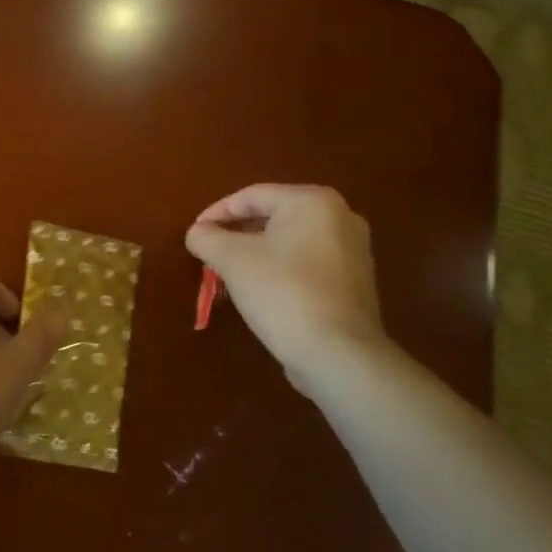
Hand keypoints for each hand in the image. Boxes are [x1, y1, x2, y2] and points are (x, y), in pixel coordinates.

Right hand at [186, 185, 390, 395]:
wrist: (337, 354)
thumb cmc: (282, 292)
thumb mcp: (231, 259)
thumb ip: (206, 237)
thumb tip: (198, 232)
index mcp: (313, 201)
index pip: (252, 196)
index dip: (216, 213)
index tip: (195, 233)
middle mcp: (341, 217)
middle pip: (273, 217)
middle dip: (238, 234)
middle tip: (211, 253)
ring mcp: (354, 251)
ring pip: (290, 242)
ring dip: (257, 254)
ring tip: (231, 273)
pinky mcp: (356, 283)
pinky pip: (307, 264)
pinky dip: (281, 271)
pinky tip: (262, 291)